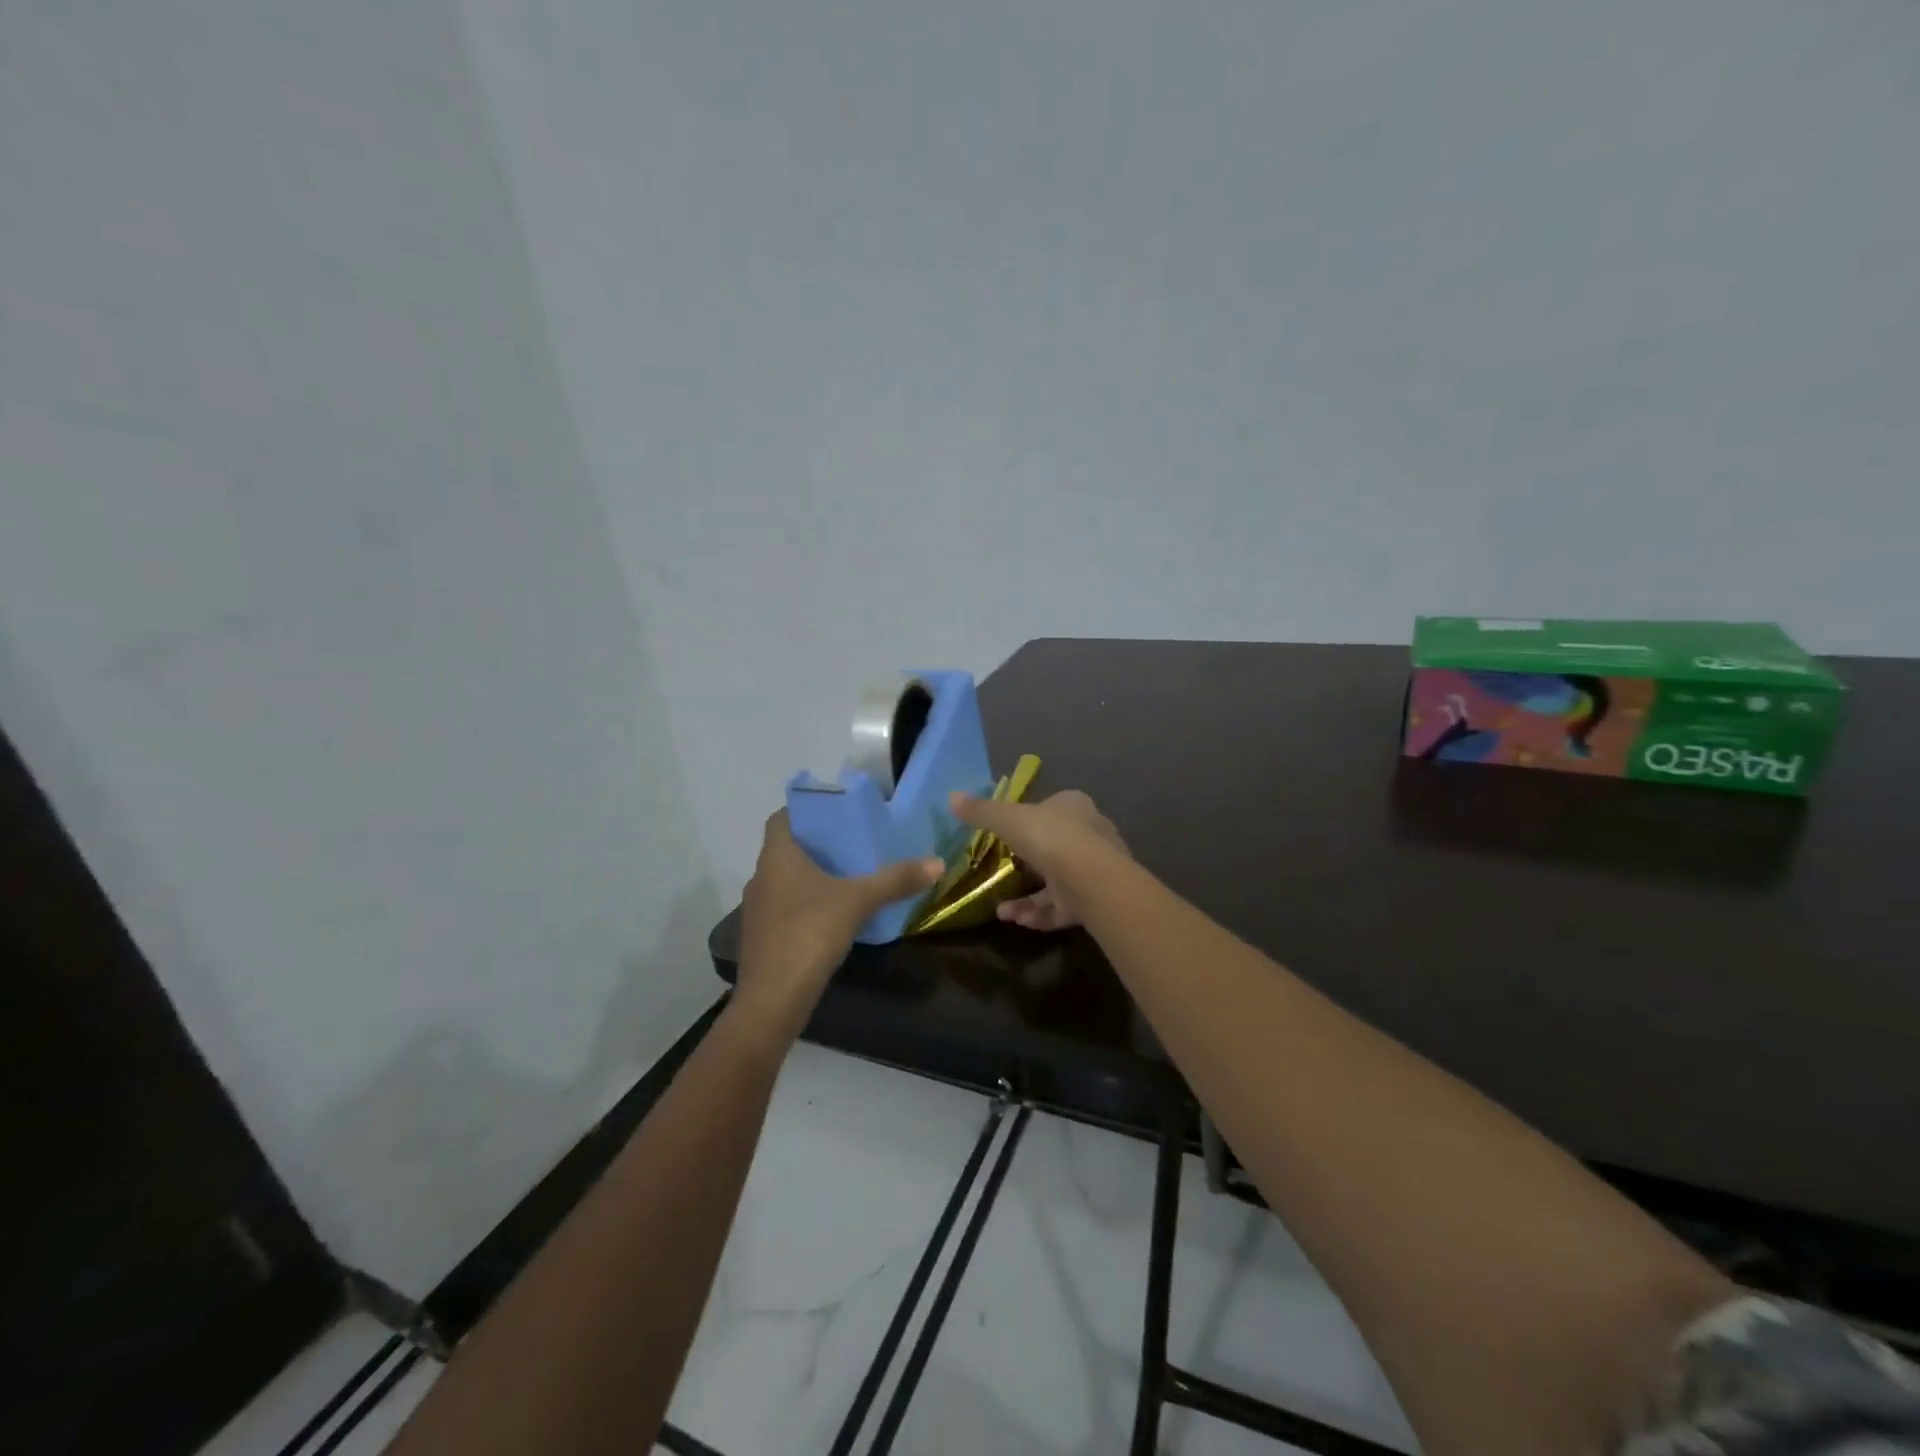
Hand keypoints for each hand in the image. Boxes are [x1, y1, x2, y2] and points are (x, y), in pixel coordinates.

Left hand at [733, 810, 941, 1042]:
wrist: (772, 1000)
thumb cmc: (809, 934)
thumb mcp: (858, 901)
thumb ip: (895, 880)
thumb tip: (937, 862)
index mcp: (776, 857)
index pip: (782, 818)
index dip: (805, 810)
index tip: (836, 812)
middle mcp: (761, 877)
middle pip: (786, 849)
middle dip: (817, 844)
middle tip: (853, 842)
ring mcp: (758, 910)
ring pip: (785, 880)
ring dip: (811, 876)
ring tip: (848, 876)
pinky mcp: (763, 938)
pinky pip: (786, 908)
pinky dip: (806, 904)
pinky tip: (834, 915)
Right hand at [947, 789, 1127, 931]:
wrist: (1092, 879)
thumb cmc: (1050, 838)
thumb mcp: (1007, 819)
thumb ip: (981, 811)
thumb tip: (952, 796)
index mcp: (1074, 807)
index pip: (1052, 808)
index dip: (1030, 820)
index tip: (1006, 835)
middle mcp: (1090, 835)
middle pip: (1055, 847)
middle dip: (1026, 866)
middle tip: (1001, 876)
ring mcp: (1095, 871)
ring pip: (1057, 883)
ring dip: (1028, 899)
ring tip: (1002, 911)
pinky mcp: (1095, 901)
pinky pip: (1062, 908)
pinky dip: (1040, 914)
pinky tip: (1018, 920)